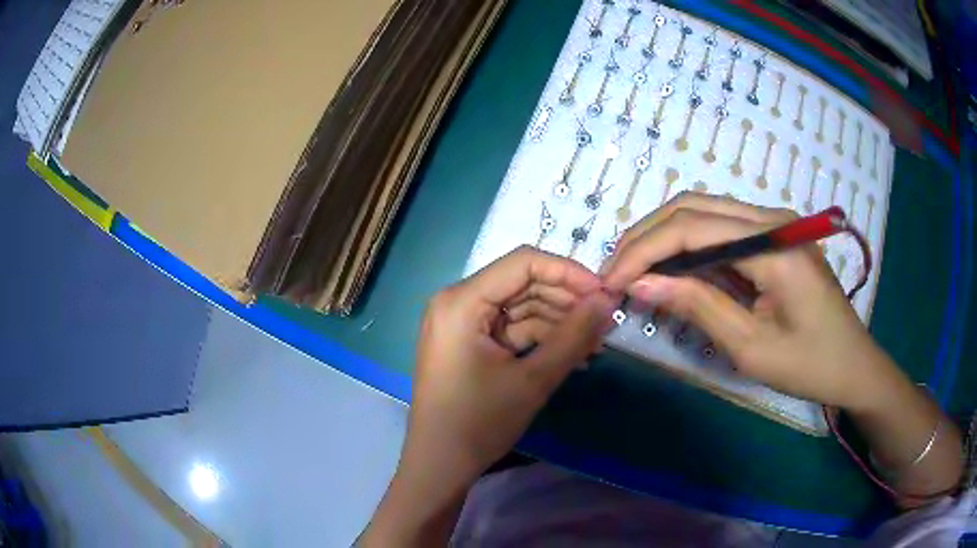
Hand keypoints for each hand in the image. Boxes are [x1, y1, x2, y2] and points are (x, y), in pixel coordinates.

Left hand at [361, 246, 614, 545]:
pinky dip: (540, 339)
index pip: (523, 263)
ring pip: (520, 307)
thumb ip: (574, 335)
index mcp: (461, 301)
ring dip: (558, 323)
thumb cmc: (479, 423)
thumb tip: (607, 300)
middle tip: (605, 322)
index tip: (604, 292)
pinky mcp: (468, 342)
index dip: (569, 271)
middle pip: (522, 284)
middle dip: (566, 301)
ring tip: (595, 344)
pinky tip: (572, 355)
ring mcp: (461, 322)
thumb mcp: (533, 379)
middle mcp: (457, 301)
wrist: (440, 465)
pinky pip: (510, 329)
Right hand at [601, 192, 896, 410]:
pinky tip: (672, 269)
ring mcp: (775, 223)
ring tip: (634, 270)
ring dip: (665, 237)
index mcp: (774, 246)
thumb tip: (640, 284)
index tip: (610, 281)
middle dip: (647, 236)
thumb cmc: (810, 365)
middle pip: (694, 206)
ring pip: (704, 211)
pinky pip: (722, 228)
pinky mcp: (774, 235)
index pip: (693, 229)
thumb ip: (698, 306)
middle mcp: (772, 219)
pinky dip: (689, 245)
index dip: (645, 251)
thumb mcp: (751, 347)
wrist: (853, 364)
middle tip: (615, 272)